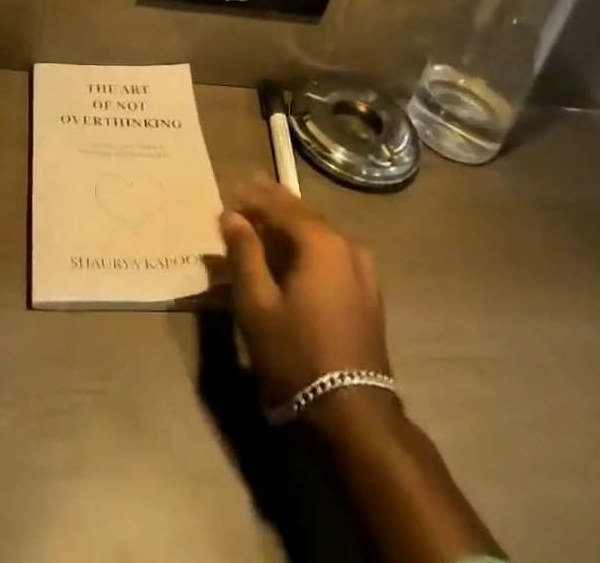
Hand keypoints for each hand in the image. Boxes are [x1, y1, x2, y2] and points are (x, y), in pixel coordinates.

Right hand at [220, 176, 391, 407]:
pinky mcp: (368, 293)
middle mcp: (346, 246)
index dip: (255, 198)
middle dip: (276, 202)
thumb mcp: (258, 305)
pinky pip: (334, 254)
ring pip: (321, 233)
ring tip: (271, 216)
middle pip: (305, 214)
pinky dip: (311, 244)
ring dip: (294, 223)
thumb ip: (245, 254)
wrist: (353, 413)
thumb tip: (231, 216)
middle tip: (252, 187)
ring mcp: (363, 270)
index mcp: (320, 242)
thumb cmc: (297, 354)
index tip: (233, 190)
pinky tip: (301, 250)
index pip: (282, 207)